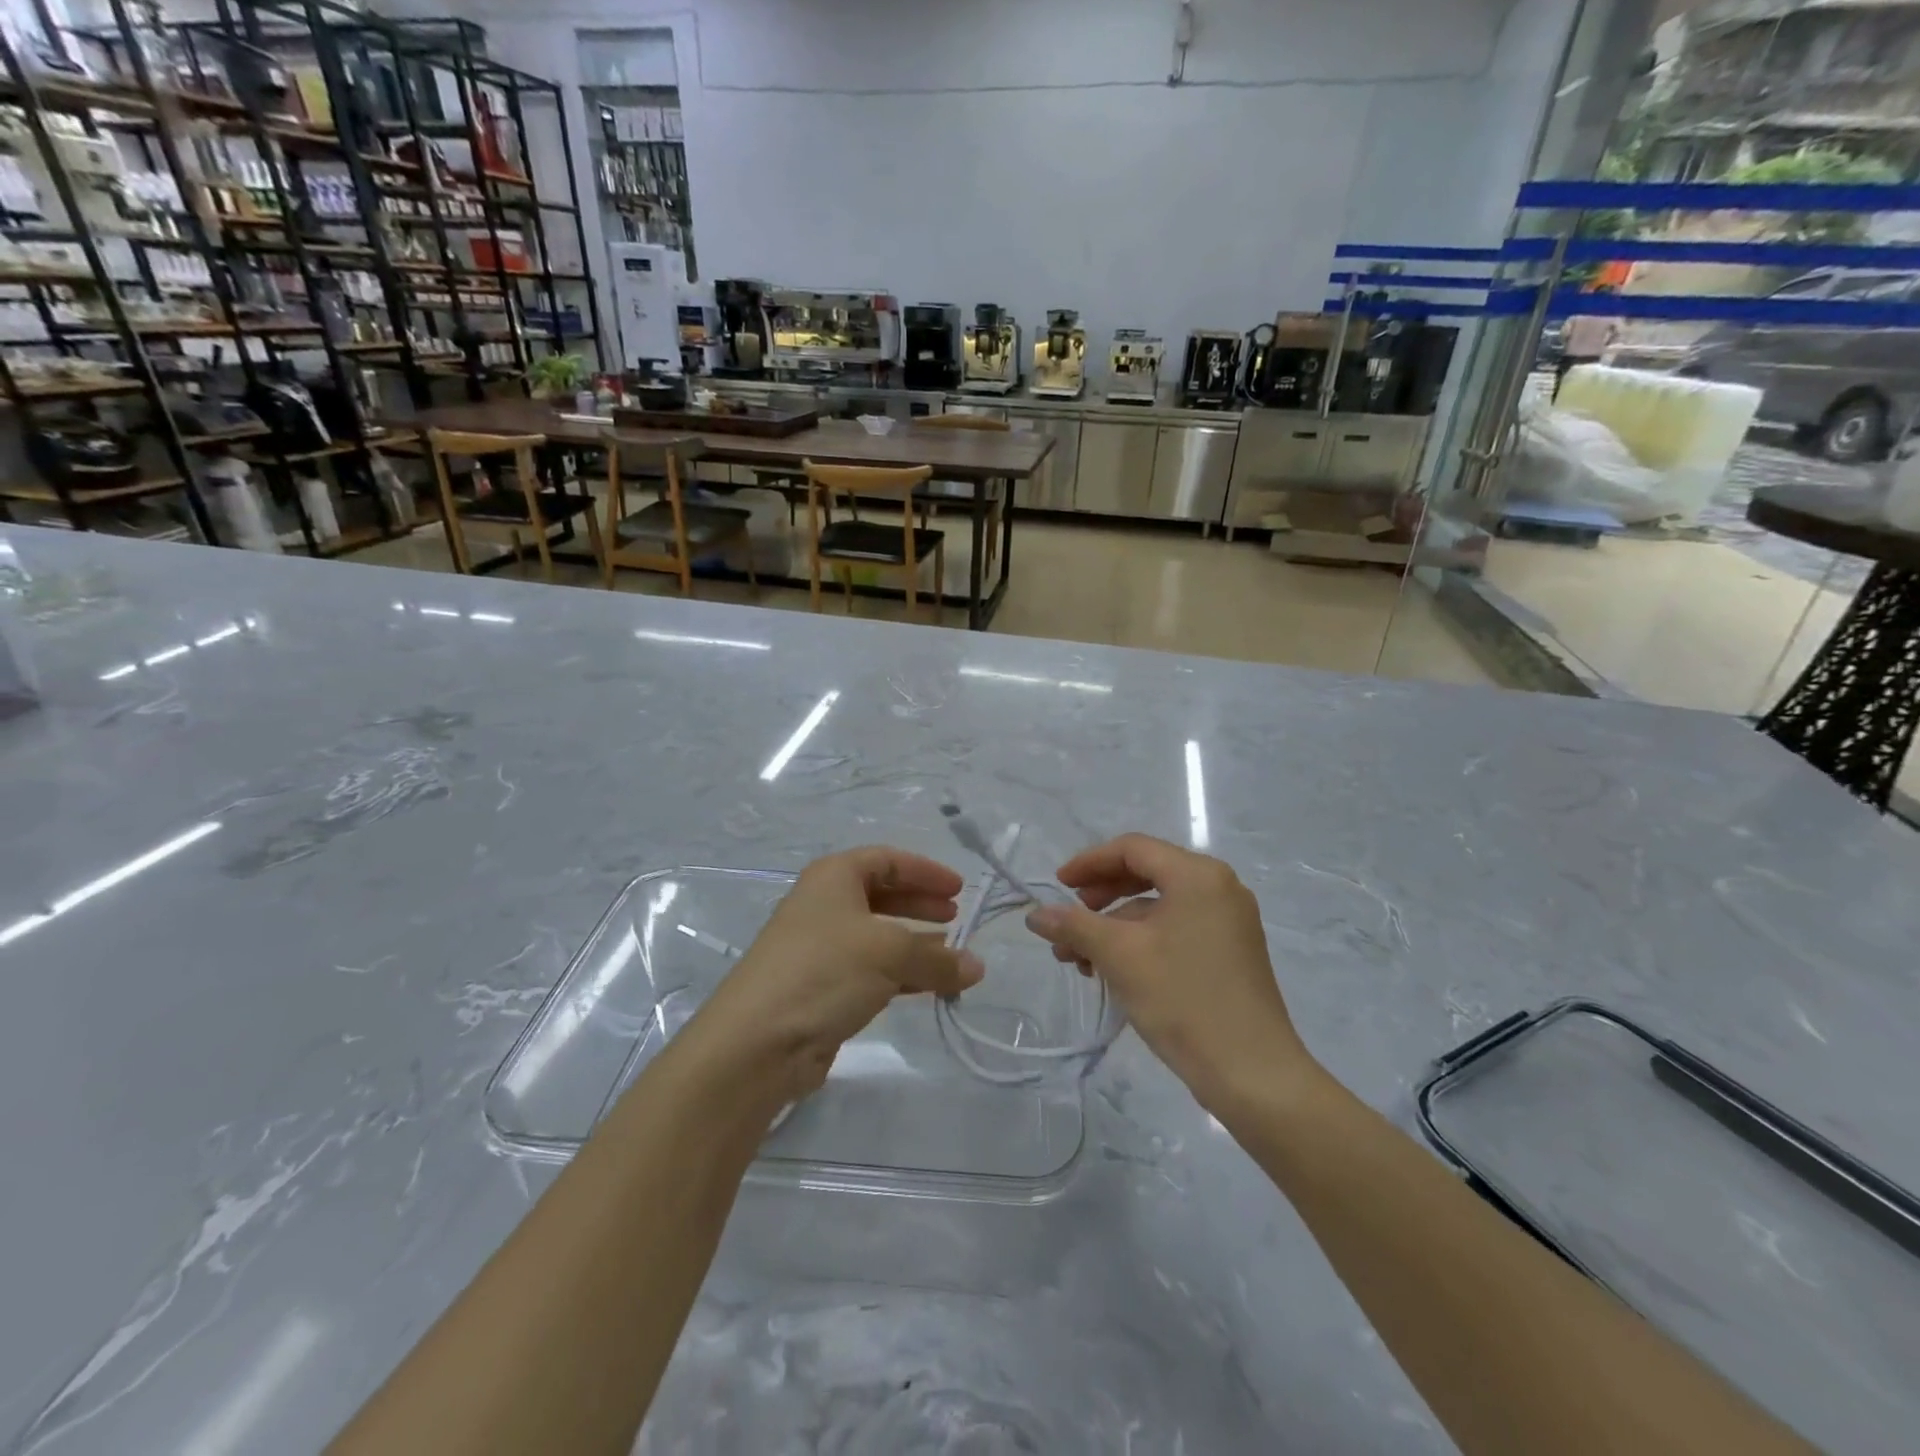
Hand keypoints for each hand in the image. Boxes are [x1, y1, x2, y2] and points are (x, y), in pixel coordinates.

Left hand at [688, 847, 983, 1102]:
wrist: (757, 1042)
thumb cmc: (825, 971)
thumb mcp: (890, 953)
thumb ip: (938, 958)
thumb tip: (976, 966)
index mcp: (834, 877)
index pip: (887, 860)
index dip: (925, 871)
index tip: (959, 890)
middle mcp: (825, 905)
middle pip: (882, 895)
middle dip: (920, 904)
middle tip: (955, 918)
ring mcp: (821, 949)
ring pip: (878, 936)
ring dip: (915, 944)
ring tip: (951, 957)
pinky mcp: (822, 988)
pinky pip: (871, 971)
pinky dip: (901, 974)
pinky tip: (928, 987)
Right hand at [1025, 834, 1314, 1113]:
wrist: (1252, 1074)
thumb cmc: (1183, 999)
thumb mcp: (1119, 957)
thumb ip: (1074, 926)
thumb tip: (1035, 914)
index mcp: (1198, 875)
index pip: (1133, 849)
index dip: (1089, 863)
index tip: (1058, 886)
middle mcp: (1219, 888)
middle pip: (1147, 874)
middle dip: (1100, 897)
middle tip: (1069, 921)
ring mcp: (1229, 922)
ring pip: (1159, 907)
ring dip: (1115, 926)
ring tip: (1080, 959)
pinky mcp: (1231, 953)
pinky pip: (1176, 929)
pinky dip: (1141, 942)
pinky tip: (1114, 971)